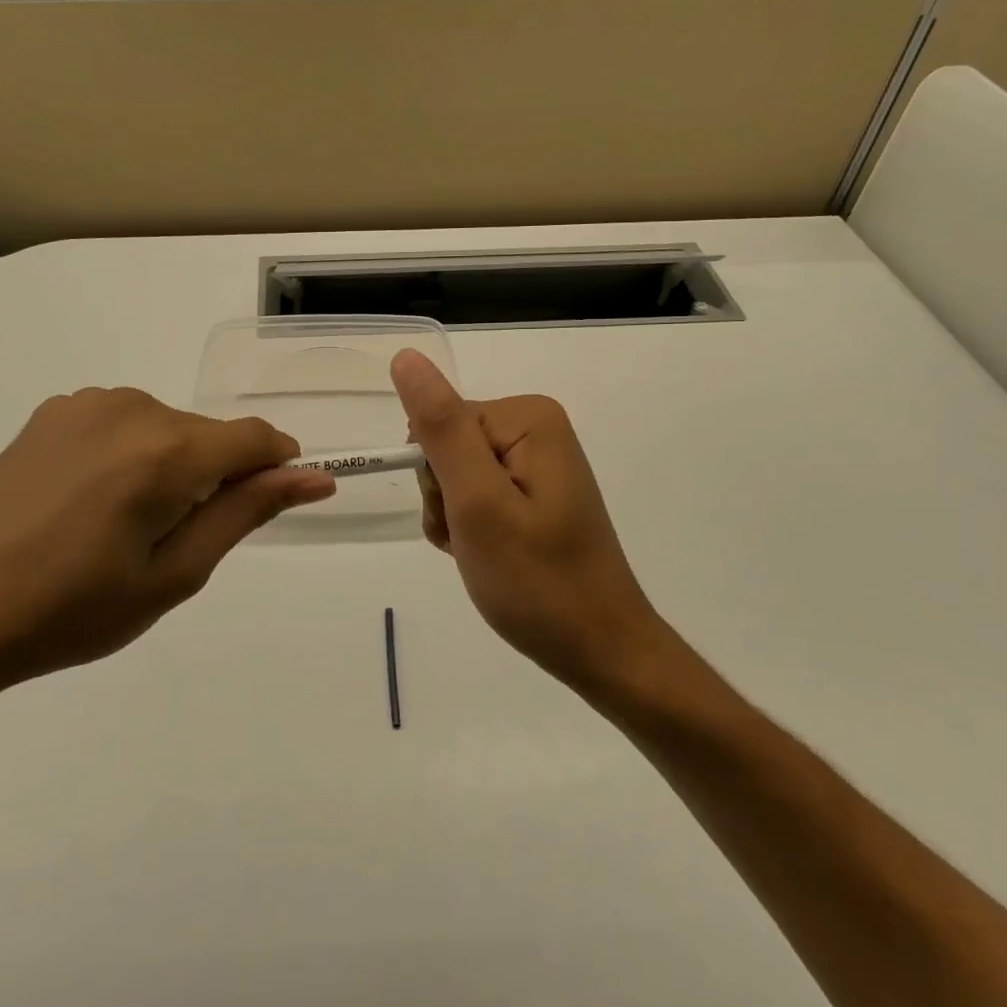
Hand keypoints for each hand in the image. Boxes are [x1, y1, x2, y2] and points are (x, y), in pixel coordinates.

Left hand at [0, 388, 334, 696]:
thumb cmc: (75, 608)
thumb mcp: (175, 573)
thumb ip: (247, 512)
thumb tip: (312, 476)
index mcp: (168, 450)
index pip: (255, 438)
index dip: (275, 467)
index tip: (272, 502)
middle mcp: (132, 407)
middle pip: (207, 435)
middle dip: (214, 476)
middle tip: (174, 541)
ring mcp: (87, 403)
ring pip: (165, 427)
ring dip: (170, 465)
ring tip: (124, 525)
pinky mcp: (54, 411)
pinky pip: (122, 423)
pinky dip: (129, 454)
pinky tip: (89, 500)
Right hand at [391, 351, 658, 691]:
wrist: (600, 649)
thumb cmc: (537, 581)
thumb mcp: (478, 503)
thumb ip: (440, 428)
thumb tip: (406, 357)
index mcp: (528, 417)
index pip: (440, 422)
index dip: (436, 476)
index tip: (461, 518)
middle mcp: (536, 427)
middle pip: (448, 444)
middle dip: (445, 498)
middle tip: (474, 540)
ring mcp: (537, 460)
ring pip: (456, 473)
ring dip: (454, 517)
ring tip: (485, 554)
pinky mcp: (535, 490)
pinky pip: (478, 493)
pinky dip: (471, 528)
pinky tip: (492, 556)